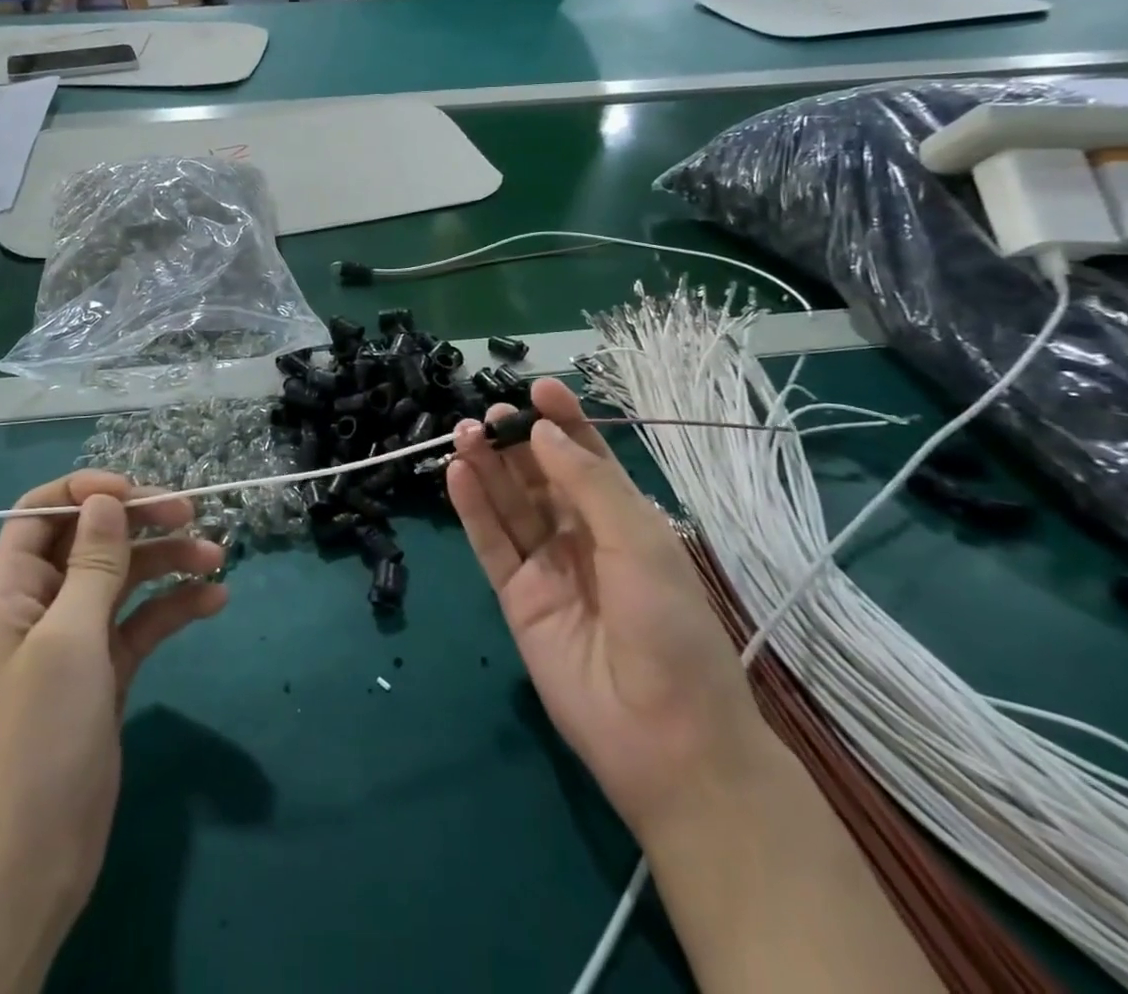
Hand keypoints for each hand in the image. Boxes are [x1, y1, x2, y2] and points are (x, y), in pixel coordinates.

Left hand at [0, 472, 226, 970]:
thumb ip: (93, 564)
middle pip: (93, 540)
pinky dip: (175, 607)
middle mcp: (42, 605)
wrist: (31, 860)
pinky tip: (215, 601)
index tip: (136, 492)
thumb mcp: (68, 638)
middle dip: (141, 521)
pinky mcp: (105, 671)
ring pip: (124, 578)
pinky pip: (142, 622)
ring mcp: (75, 640)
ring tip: (217, 557)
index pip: (42, 513)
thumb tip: (106, 500)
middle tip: (192, 514)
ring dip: (168, 562)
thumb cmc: (38, 737)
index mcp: (12, 589)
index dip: (87, 492)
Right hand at [445, 379, 765, 838]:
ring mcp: (547, 566)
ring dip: (487, 467)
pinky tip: (457, 473)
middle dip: (516, 441)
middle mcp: (582, 535)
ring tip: (463, 433)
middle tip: (488, 415)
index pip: (586, 457)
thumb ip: (587, 483)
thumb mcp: (640, 542)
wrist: (665, 739)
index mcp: (623, 519)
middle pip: (539, 476)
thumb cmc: (670, 628)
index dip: (563, 421)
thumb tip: (542, 432)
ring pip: (509, 504)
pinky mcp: (516, 598)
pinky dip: (472, 508)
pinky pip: (491, 544)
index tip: (537, 388)